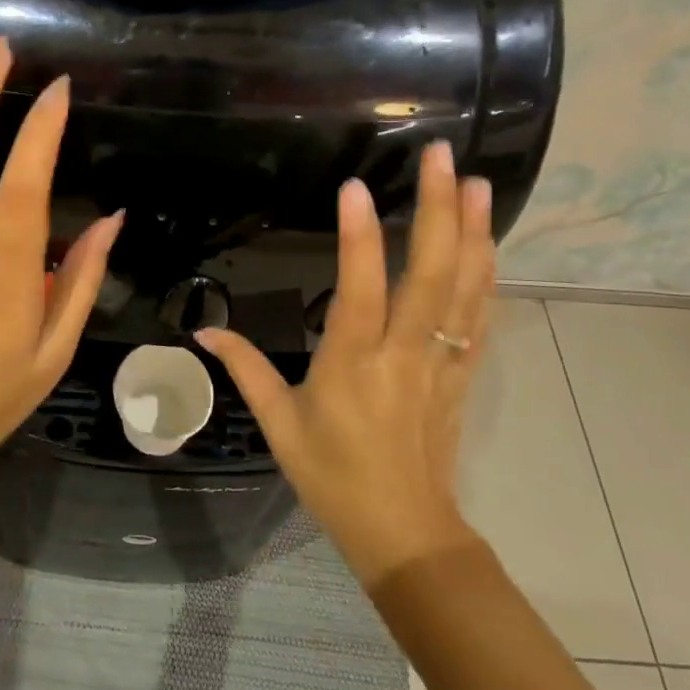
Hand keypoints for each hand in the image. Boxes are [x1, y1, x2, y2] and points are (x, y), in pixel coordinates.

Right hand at [196, 140, 492, 583]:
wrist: (405, 532)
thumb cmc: (333, 477)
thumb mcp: (278, 424)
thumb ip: (245, 369)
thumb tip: (203, 330)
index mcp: (352, 364)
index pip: (359, 289)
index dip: (359, 237)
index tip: (355, 187)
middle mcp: (403, 354)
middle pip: (430, 274)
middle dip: (437, 211)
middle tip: (440, 157)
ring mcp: (440, 362)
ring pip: (466, 289)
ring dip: (473, 233)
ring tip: (475, 183)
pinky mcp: (461, 374)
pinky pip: (479, 318)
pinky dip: (487, 275)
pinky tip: (487, 242)